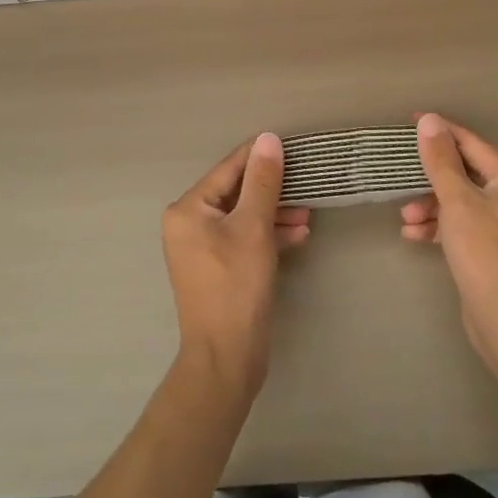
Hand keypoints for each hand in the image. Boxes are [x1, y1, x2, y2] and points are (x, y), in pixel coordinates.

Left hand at [161, 134, 308, 395]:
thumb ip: (263, 181)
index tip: (294, 146)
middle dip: (273, 189)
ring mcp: (202, 248)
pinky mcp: (219, 268)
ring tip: (308, 213)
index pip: (229, 168)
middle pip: (237, 191)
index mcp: (188, 209)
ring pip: (244, 216)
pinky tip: (298, 235)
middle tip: (306, 183)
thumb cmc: (237, 286)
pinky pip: (244, 238)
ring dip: (275, 212)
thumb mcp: (254, 227)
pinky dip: (269, 234)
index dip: (261, 155)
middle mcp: (189, 223)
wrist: (227, 358)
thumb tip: (268, 139)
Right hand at [402, 114, 497, 374]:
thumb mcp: (457, 201)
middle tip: (400, 177)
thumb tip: (430, 120)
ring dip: (429, 205)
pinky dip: (438, 227)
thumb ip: (441, 160)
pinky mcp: (490, 250)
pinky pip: (459, 226)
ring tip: (406, 218)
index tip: (409, 123)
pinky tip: (414, 236)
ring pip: (458, 201)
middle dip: (430, 177)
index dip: (440, 132)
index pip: (470, 142)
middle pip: (463, 172)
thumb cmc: (484, 252)